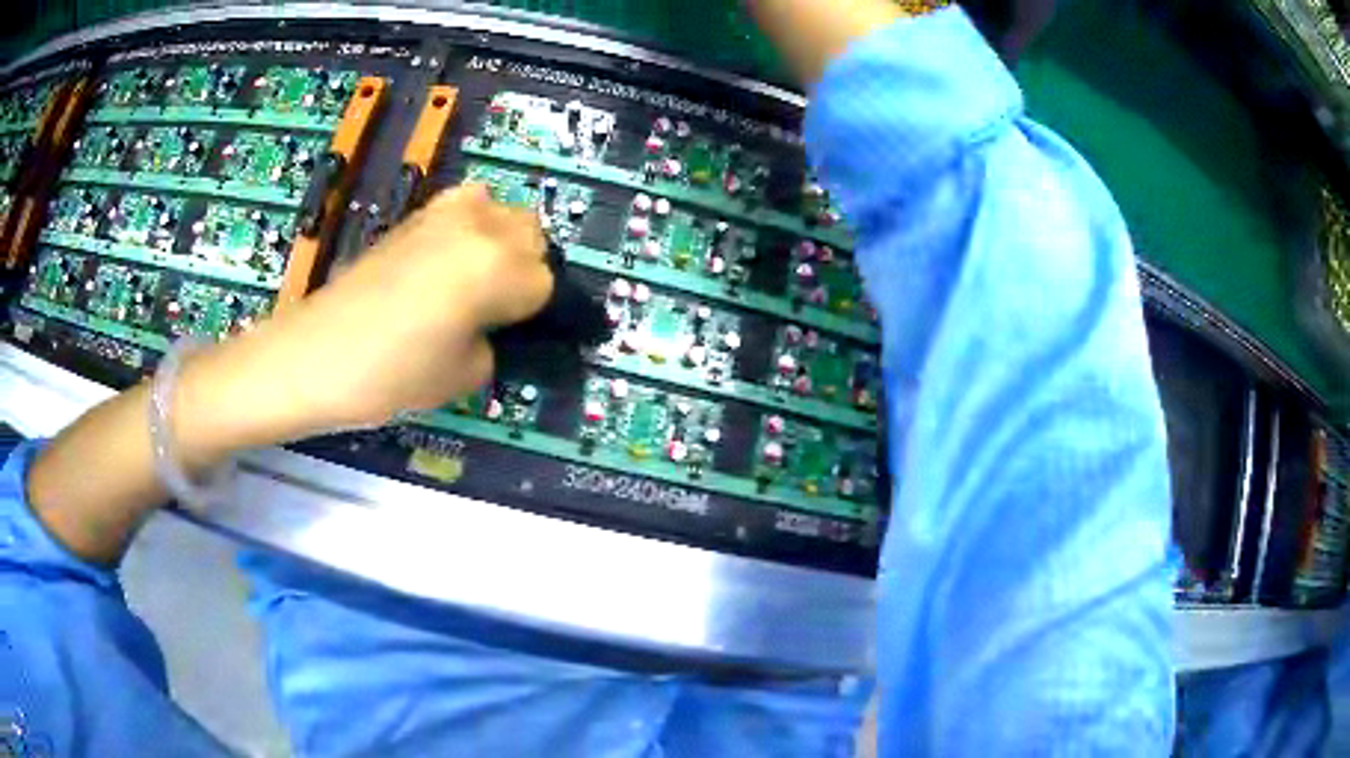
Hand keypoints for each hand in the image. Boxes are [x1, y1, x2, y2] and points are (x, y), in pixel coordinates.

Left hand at [178, 183, 552, 460]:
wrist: (314, 354)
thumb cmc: (389, 375)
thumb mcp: (464, 376)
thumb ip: (496, 343)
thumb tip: (495, 328)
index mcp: (497, 268)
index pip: (547, 284)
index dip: (534, 315)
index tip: (513, 335)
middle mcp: (479, 227)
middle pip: (533, 236)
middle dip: (526, 269)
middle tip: (498, 309)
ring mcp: (444, 213)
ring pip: (503, 212)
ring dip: (504, 242)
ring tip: (477, 280)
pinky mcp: (415, 215)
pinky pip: (465, 206)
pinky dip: (472, 225)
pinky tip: (450, 259)